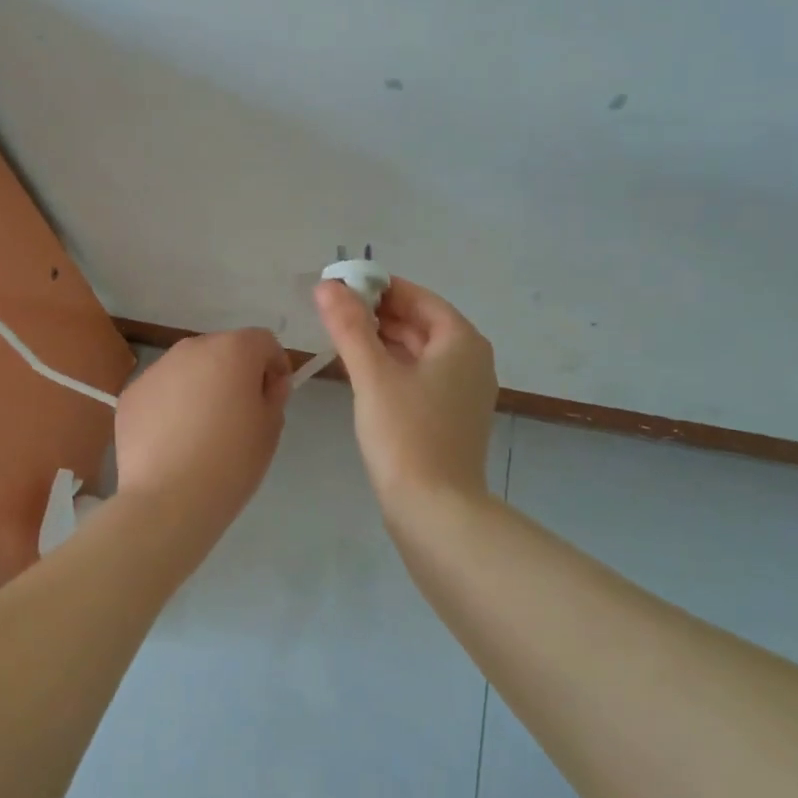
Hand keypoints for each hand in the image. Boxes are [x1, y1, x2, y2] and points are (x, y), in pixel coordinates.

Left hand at [115, 328, 291, 524]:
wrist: (168, 498)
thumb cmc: (231, 461)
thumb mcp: (270, 428)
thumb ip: (274, 395)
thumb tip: (268, 383)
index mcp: (233, 350)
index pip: (263, 341)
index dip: (274, 365)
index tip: (273, 396)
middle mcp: (191, 348)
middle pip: (222, 349)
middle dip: (235, 372)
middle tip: (238, 414)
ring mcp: (155, 369)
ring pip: (188, 369)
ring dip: (200, 386)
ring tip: (201, 430)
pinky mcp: (131, 394)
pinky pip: (161, 391)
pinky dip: (170, 405)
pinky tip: (172, 441)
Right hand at [314, 276, 496, 512]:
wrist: (436, 511)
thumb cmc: (406, 435)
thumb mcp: (372, 375)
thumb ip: (349, 327)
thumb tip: (327, 285)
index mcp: (461, 341)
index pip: (418, 297)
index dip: (378, 287)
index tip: (340, 286)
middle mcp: (470, 360)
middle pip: (420, 322)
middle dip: (377, 313)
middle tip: (333, 311)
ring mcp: (463, 391)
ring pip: (419, 351)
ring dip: (383, 339)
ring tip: (340, 335)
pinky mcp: (451, 417)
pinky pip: (420, 376)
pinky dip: (393, 366)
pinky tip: (362, 371)